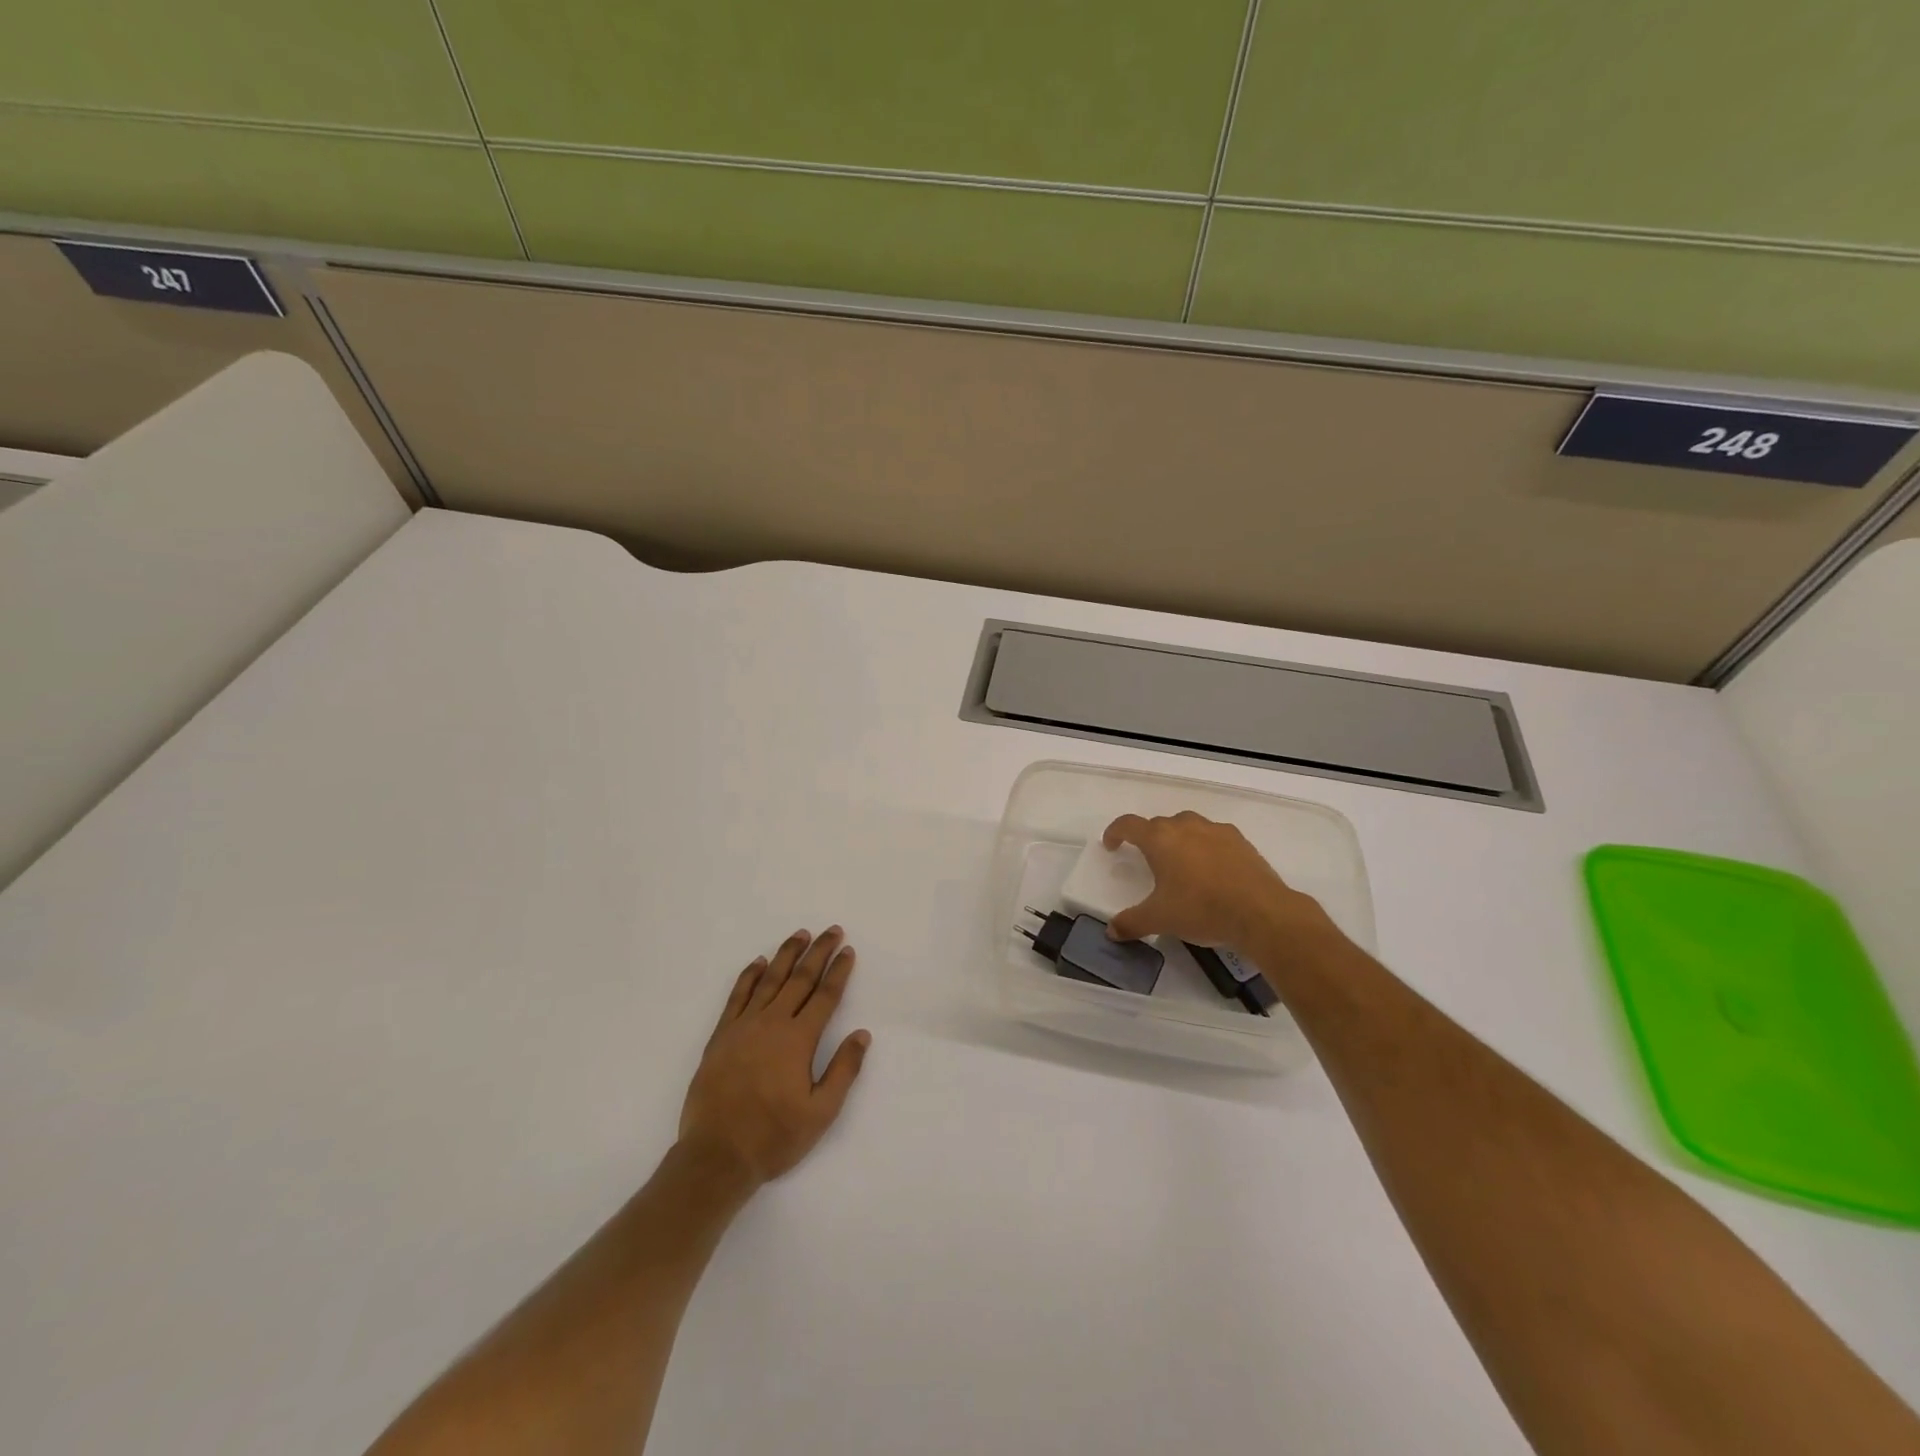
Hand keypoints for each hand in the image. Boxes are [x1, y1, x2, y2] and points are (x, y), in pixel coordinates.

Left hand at [678, 927, 870, 1186]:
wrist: (716, 1155)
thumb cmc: (774, 1136)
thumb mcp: (820, 1113)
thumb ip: (843, 1070)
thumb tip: (862, 1034)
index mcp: (799, 1040)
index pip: (825, 996)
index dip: (839, 971)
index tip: (848, 950)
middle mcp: (772, 1023)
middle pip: (800, 979)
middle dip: (818, 953)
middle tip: (832, 931)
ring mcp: (743, 1027)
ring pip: (769, 980)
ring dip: (786, 955)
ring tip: (800, 935)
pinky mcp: (721, 1036)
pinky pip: (737, 996)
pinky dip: (749, 976)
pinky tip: (758, 963)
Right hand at [1102, 811, 1334, 949]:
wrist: (1261, 912)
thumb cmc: (1201, 909)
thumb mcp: (1160, 919)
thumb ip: (1132, 922)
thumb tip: (1111, 931)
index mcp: (1160, 839)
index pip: (1129, 824)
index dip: (1116, 832)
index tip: (1112, 845)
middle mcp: (1185, 826)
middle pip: (1159, 824)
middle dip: (1149, 838)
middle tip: (1148, 860)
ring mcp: (1215, 831)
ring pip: (1188, 825)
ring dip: (1178, 838)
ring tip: (1180, 862)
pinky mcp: (1240, 841)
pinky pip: (1214, 836)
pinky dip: (1205, 846)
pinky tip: (1211, 869)